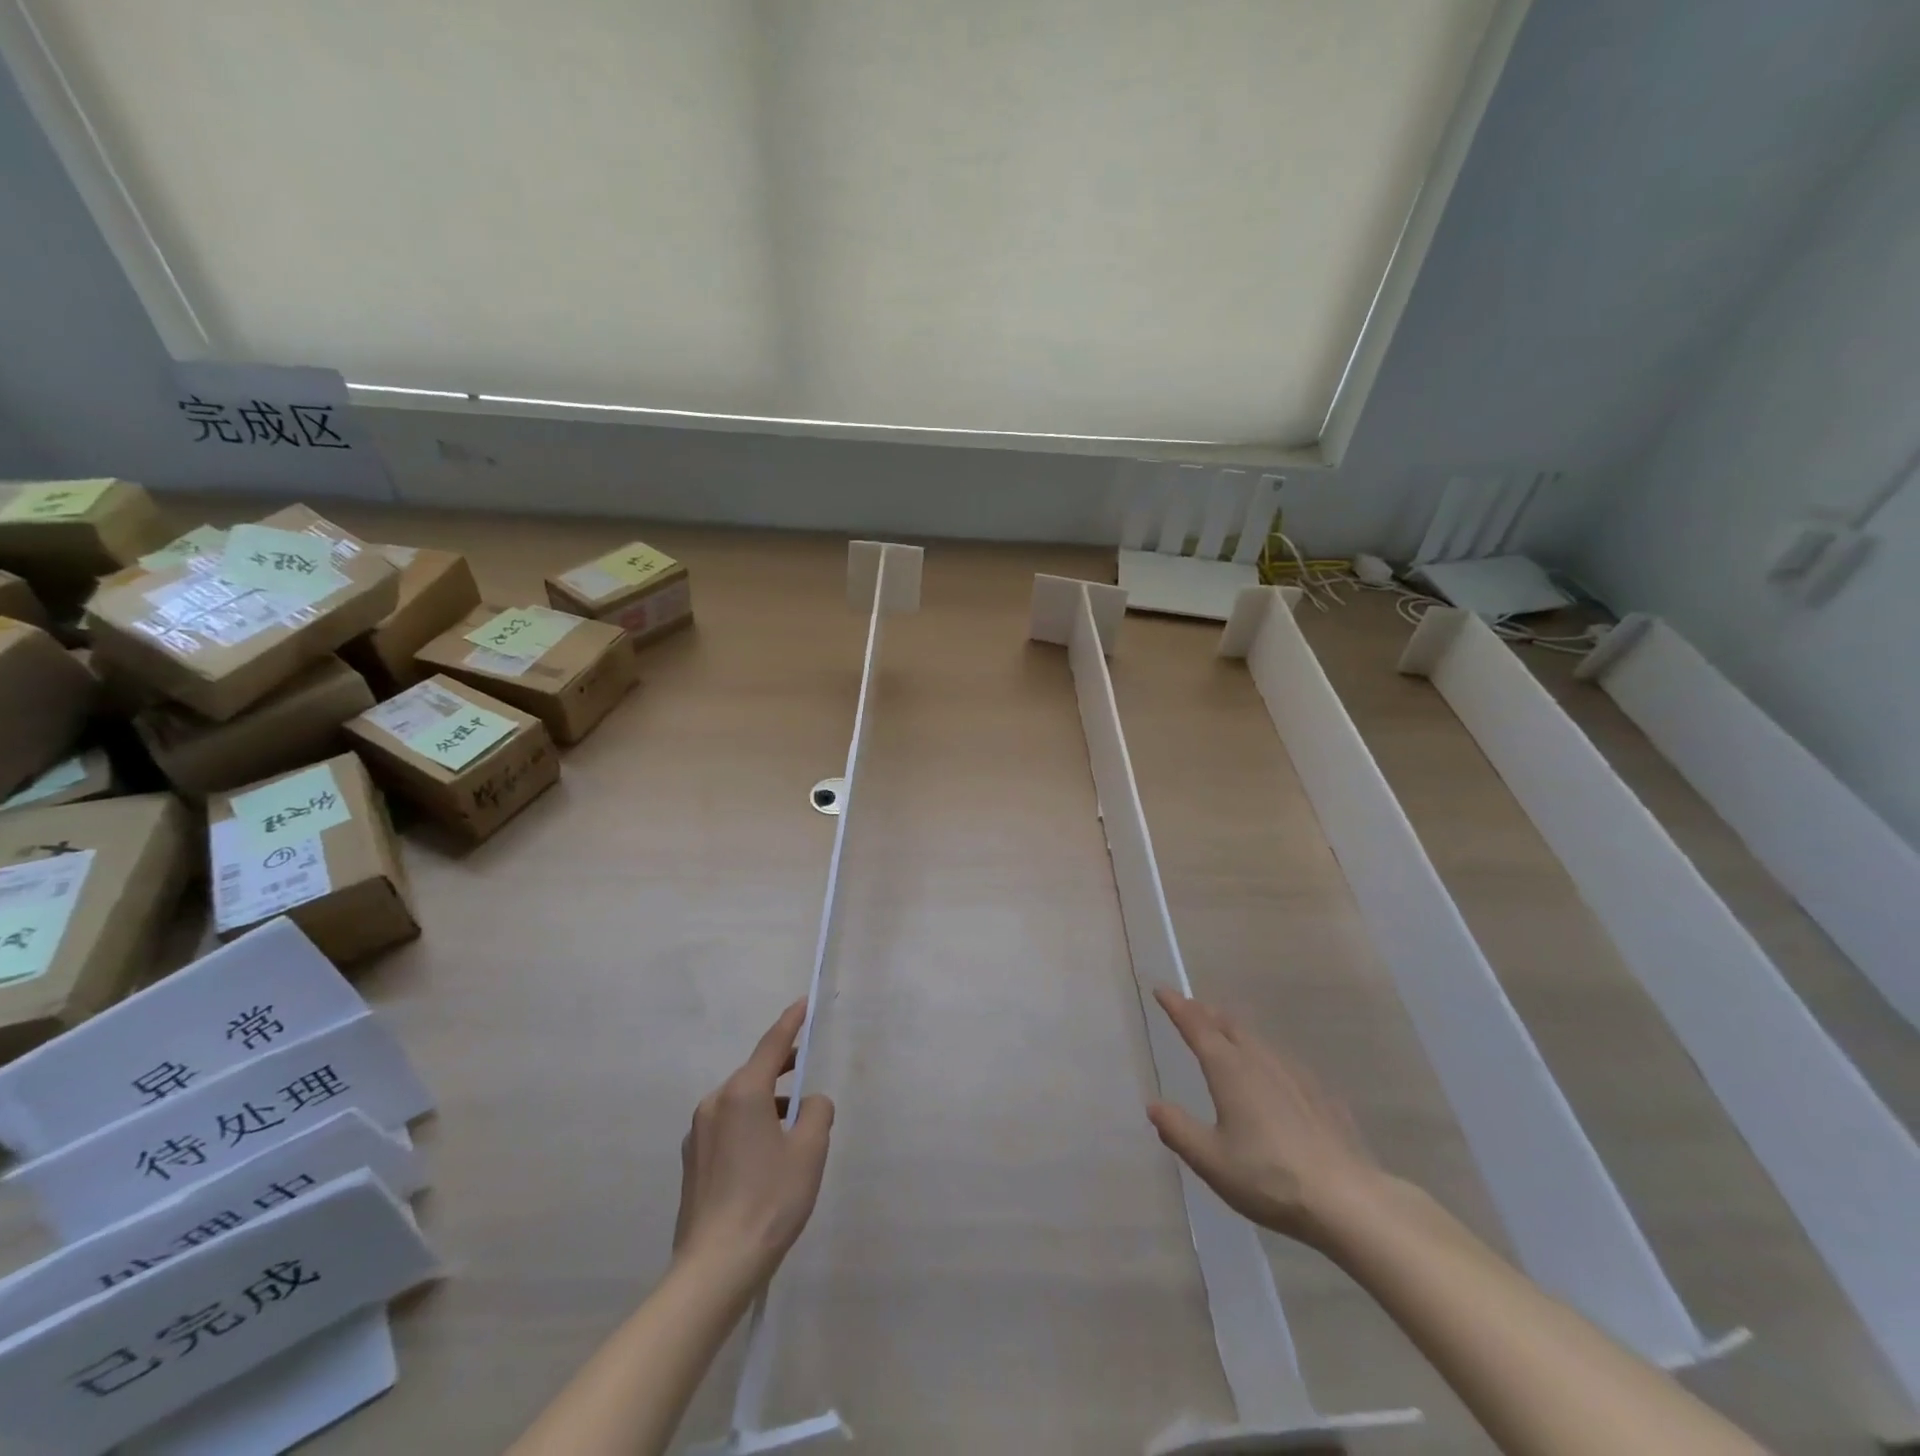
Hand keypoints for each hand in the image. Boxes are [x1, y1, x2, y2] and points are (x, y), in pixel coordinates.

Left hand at [672, 1000, 834, 1292]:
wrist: (714, 1269)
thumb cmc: (769, 1201)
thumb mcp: (810, 1151)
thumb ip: (817, 1113)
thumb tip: (809, 1104)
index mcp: (742, 1093)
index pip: (772, 1045)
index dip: (791, 1022)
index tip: (803, 1003)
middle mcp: (714, 1103)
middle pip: (755, 1073)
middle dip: (782, 1070)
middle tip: (806, 1071)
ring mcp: (698, 1133)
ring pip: (741, 1102)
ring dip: (767, 1104)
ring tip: (792, 1130)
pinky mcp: (692, 1161)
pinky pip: (728, 1126)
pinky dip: (750, 1126)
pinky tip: (766, 1158)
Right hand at [1146, 987, 1380, 1247]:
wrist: (1347, 1201)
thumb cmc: (1269, 1178)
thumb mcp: (1211, 1160)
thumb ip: (1178, 1130)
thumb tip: (1154, 1105)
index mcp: (1229, 1070)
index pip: (1196, 1026)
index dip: (1177, 1006)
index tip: (1161, 990)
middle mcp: (1260, 1061)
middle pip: (1229, 1025)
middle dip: (1206, 1013)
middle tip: (1190, 1008)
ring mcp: (1295, 1076)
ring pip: (1257, 1040)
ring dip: (1234, 1030)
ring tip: (1224, 1032)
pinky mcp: (1320, 1096)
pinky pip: (1283, 1062)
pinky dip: (1264, 1055)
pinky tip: (1272, 1073)